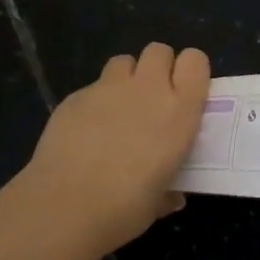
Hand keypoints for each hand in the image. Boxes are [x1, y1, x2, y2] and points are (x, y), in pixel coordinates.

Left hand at [17, 42, 210, 254]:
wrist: (64, 208)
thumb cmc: (124, 208)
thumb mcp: (159, 202)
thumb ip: (169, 189)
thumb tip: (172, 195)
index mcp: (178, 111)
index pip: (195, 61)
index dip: (190, 70)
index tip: (186, 91)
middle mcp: (147, 89)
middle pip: (159, 51)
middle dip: (158, 67)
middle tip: (152, 98)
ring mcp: (108, 88)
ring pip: (124, 61)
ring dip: (126, 79)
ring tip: (118, 110)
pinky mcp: (76, 96)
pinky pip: (93, 87)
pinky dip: (94, 102)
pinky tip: (85, 132)